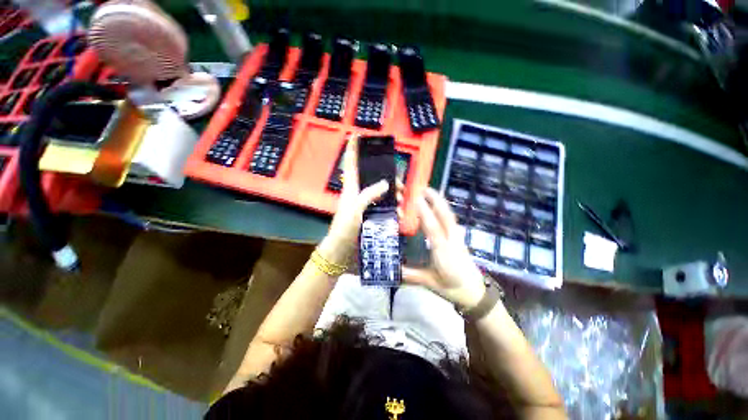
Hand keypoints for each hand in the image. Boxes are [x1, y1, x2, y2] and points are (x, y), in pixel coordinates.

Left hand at [321, 136, 402, 263]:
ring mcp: (364, 204)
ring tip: (401, 202)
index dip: (352, 149)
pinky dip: (391, 208)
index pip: (350, 164)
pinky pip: (383, 206)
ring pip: (380, 192)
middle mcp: (357, 193)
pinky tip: (399, 214)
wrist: (341, 250)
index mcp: (350, 188)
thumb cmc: (344, 228)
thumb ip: (369, 195)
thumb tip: (386, 184)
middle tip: (399, 185)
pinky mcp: (369, 214)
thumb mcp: (355, 209)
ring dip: (392, 195)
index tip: (357, 135)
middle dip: (386, 177)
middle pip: (372, 177)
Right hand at [402, 188, 486, 309]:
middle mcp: (451, 240)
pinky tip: (436, 203)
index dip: (424, 213)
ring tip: (427, 190)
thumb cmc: (452, 287)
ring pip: (448, 214)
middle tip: (421, 187)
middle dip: (434, 199)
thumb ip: (410, 275)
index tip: (415, 198)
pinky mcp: (458, 236)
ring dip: (438, 200)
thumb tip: (391, 268)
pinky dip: (442, 207)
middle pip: (445, 215)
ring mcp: (456, 236)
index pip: (433, 229)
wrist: (475, 292)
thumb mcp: (429, 283)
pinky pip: (449, 217)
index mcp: (443, 252)